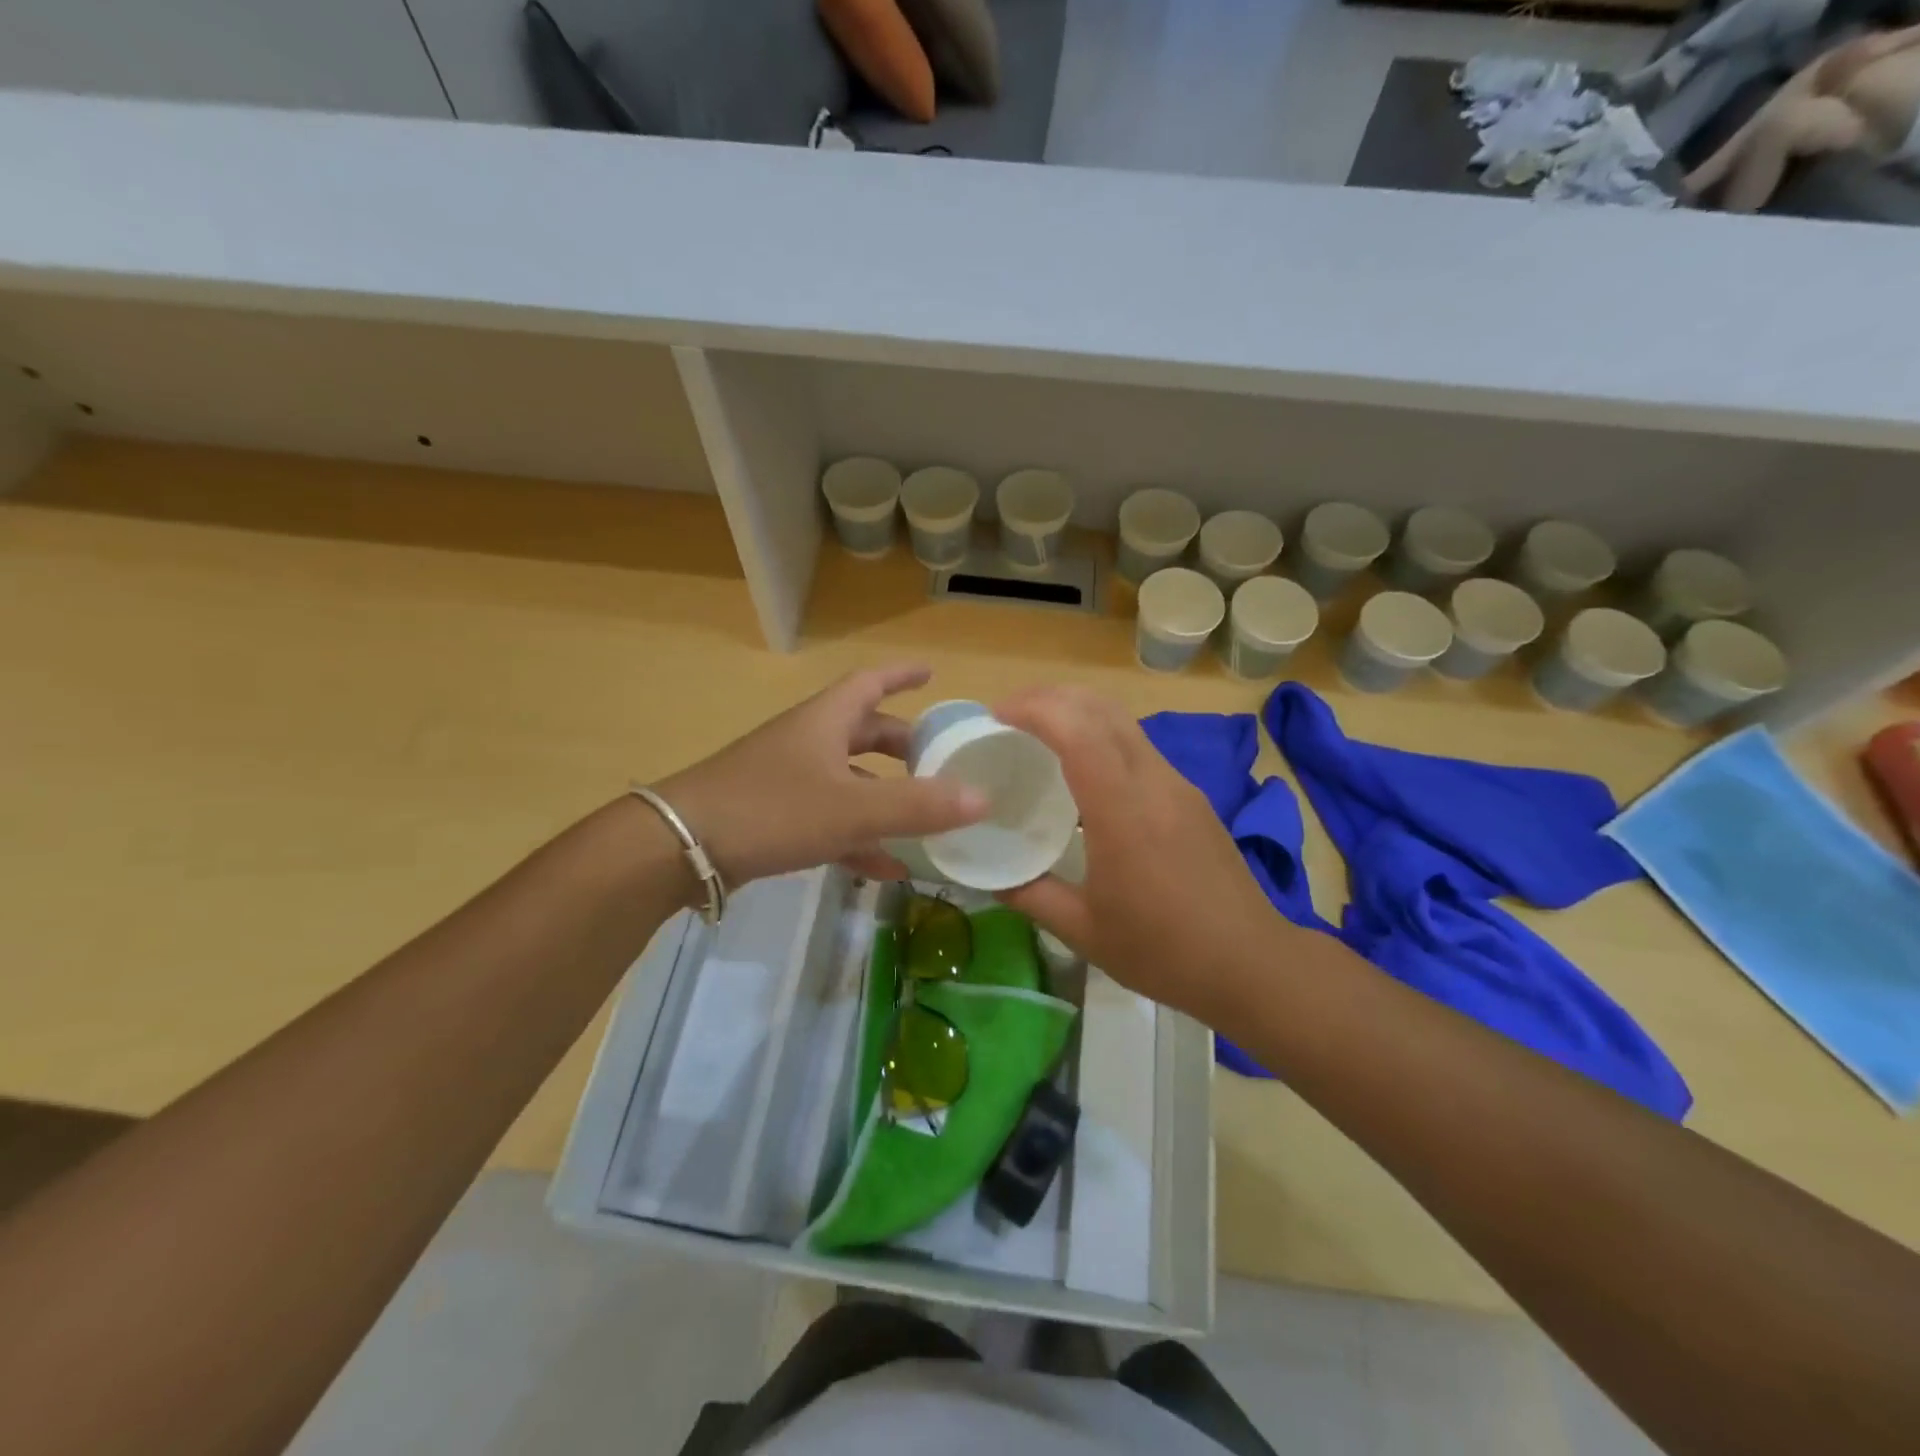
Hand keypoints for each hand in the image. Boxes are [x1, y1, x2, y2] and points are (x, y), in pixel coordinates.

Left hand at [655, 665, 986, 887]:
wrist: (680, 847)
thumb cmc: (770, 808)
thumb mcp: (851, 808)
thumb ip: (917, 805)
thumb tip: (984, 798)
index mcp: (826, 721)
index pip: (871, 683)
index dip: (902, 675)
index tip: (932, 673)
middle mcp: (809, 742)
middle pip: (865, 734)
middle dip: (904, 746)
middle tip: (940, 760)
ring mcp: (789, 780)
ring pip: (851, 781)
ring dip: (887, 800)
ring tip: (928, 823)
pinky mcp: (775, 817)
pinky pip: (830, 820)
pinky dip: (860, 838)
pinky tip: (886, 868)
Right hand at [993, 685, 1282, 1019]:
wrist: (1252, 963)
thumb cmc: (1164, 951)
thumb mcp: (1084, 931)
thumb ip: (1032, 896)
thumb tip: (993, 876)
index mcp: (1123, 812)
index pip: (1078, 732)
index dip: (1035, 710)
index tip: (996, 715)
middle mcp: (1154, 783)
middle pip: (1103, 709)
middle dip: (1052, 697)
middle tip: (1010, 716)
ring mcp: (1178, 785)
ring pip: (1124, 722)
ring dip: (1079, 713)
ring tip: (1040, 735)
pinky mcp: (1191, 796)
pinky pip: (1139, 747)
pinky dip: (1102, 737)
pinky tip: (1084, 772)